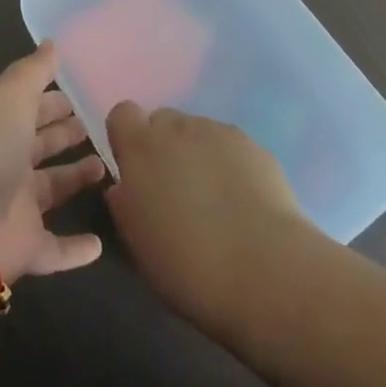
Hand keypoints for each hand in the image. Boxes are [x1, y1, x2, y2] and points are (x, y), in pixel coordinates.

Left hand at [0, 42, 107, 299]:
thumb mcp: (9, 95)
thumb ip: (33, 71)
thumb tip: (52, 43)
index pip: (29, 105)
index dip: (53, 98)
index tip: (82, 91)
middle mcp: (5, 161)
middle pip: (40, 144)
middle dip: (64, 133)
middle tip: (98, 125)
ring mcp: (14, 206)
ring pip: (52, 190)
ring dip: (75, 180)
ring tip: (106, 167)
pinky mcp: (23, 249)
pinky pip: (55, 250)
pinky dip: (75, 250)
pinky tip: (100, 245)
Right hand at [104, 103, 316, 328]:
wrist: (264, 272)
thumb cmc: (187, 266)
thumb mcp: (138, 243)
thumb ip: (125, 204)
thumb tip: (125, 187)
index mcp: (140, 148)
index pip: (122, 114)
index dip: (127, 138)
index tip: (136, 171)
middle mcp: (177, 127)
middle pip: (162, 121)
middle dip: (164, 148)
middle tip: (175, 191)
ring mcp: (217, 131)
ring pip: (197, 133)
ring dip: (197, 155)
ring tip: (215, 201)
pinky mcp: (252, 144)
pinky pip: (229, 146)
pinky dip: (229, 164)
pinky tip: (242, 202)